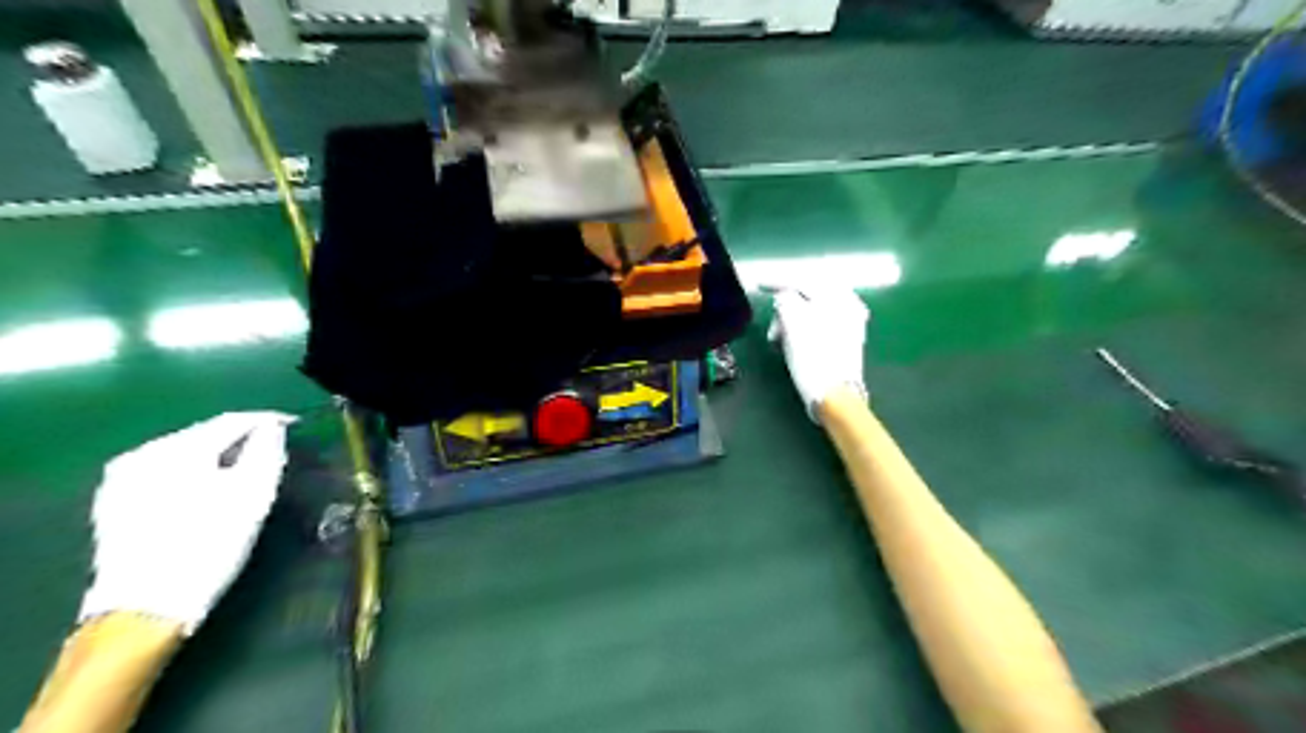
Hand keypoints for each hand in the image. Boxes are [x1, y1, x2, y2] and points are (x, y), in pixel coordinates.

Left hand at [78, 413, 296, 636]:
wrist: (145, 609)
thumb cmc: (209, 546)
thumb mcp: (253, 496)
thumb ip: (267, 453)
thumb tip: (271, 430)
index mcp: (176, 450)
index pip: (231, 421)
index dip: (267, 421)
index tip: (293, 425)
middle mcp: (141, 455)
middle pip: (204, 435)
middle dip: (240, 440)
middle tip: (273, 451)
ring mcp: (121, 480)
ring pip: (184, 455)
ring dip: (216, 458)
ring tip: (244, 472)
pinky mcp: (113, 505)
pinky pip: (165, 474)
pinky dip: (193, 475)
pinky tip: (208, 492)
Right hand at [769, 289, 864, 419]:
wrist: (835, 395)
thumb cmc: (812, 356)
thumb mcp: (792, 321)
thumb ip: (785, 299)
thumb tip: (784, 297)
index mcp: (837, 296)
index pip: (803, 280)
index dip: (777, 281)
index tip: (759, 286)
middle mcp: (848, 305)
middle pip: (809, 294)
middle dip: (786, 307)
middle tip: (773, 328)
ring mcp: (850, 323)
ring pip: (813, 310)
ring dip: (792, 320)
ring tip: (779, 340)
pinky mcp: (847, 340)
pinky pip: (820, 323)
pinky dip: (803, 329)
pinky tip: (793, 342)